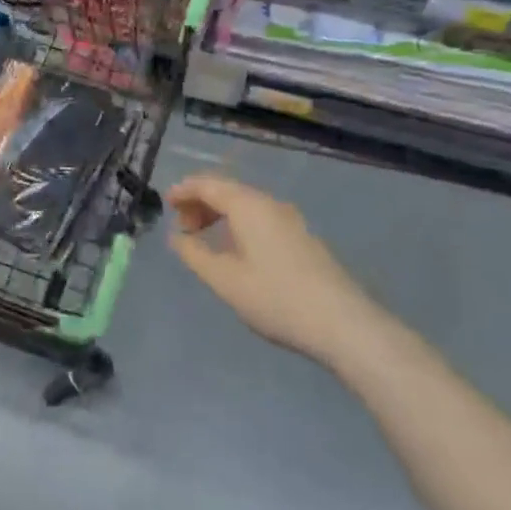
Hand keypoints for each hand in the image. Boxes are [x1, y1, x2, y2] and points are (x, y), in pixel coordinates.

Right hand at [165, 173, 379, 365]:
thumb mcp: (225, 280)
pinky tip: (237, 251)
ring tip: (205, 240)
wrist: (344, 325)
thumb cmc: (276, 298)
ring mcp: (290, 220)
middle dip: (200, 203)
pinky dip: (239, 224)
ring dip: (220, 215)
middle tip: (183, 228)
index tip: (165, 204)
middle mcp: (269, 203)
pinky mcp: (303, 238)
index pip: (207, 184)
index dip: (183, 191)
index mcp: (247, 205)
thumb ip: (194, 254)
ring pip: (246, 204)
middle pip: (227, 190)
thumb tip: (178, 237)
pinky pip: (260, 218)